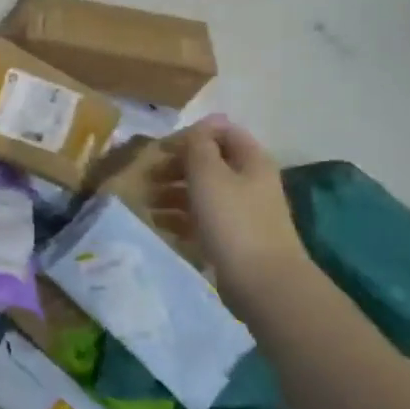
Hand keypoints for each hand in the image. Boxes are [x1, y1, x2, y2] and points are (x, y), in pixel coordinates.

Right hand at [154, 118, 311, 314]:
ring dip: (172, 192)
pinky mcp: (232, 238)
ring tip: (148, 202)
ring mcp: (242, 212)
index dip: (191, 135)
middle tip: (148, 177)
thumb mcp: (209, 173)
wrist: (261, 281)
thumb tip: (199, 128)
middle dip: (176, 166)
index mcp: (250, 160)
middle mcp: (249, 181)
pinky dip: (179, 217)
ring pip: (202, 192)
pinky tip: (159, 224)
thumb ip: (199, 145)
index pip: (221, 132)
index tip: (162, 149)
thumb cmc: (232, 220)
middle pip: (209, 163)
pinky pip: (201, 219)